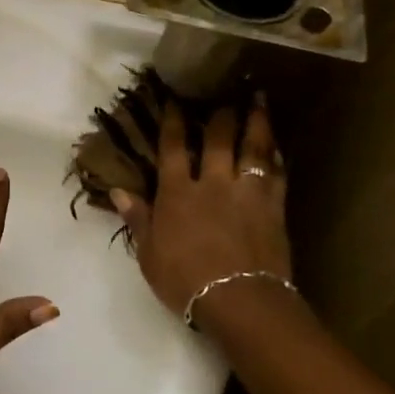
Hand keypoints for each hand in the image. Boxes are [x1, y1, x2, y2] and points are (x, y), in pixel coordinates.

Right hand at [110, 93, 291, 317]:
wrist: (240, 301)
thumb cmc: (185, 281)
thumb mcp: (148, 254)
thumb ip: (138, 219)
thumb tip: (117, 191)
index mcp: (178, 194)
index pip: (172, 148)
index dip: (173, 123)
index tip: (175, 101)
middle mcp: (213, 184)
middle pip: (217, 139)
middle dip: (219, 114)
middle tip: (225, 92)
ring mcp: (247, 193)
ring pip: (253, 148)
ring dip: (256, 121)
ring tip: (259, 99)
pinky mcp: (274, 207)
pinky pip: (277, 173)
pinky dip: (276, 156)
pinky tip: (277, 145)